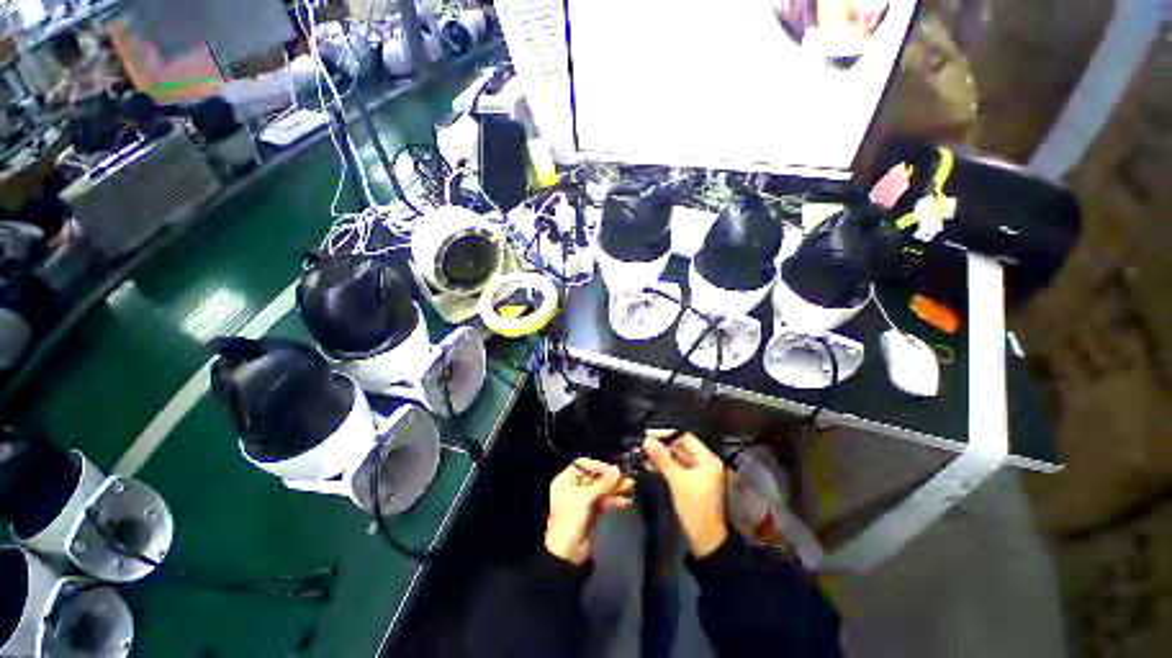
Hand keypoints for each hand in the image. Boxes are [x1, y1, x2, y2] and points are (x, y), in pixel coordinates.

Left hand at [545, 458, 633, 564]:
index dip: (597, 465)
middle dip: (610, 477)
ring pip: (600, 489)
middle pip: (593, 477)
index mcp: (565, 480)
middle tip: (625, 476)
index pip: (582, 465)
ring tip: (630, 485)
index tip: (612, 469)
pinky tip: (625, 501)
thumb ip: (603, 483)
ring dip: (615, 488)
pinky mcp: (591, 512)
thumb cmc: (570, 519)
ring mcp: (582, 501)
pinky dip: (613, 500)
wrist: (567, 553)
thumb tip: (617, 469)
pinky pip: (603, 501)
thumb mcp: (586, 497)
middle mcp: (573, 488)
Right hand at [643, 430, 728, 557]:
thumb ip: (662, 458)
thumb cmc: (695, 508)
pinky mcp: (690, 482)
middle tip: (643, 442)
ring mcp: (697, 473)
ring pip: (676, 457)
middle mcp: (703, 462)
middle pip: (681, 446)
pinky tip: (649, 463)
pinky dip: (664, 464)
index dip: (667, 434)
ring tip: (642, 451)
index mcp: (707, 459)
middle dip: (662, 444)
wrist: (704, 540)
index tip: (648, 433)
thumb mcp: (677, 481)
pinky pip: (675, 467)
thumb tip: (647, 439)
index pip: (685, 437)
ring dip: (661, 454)